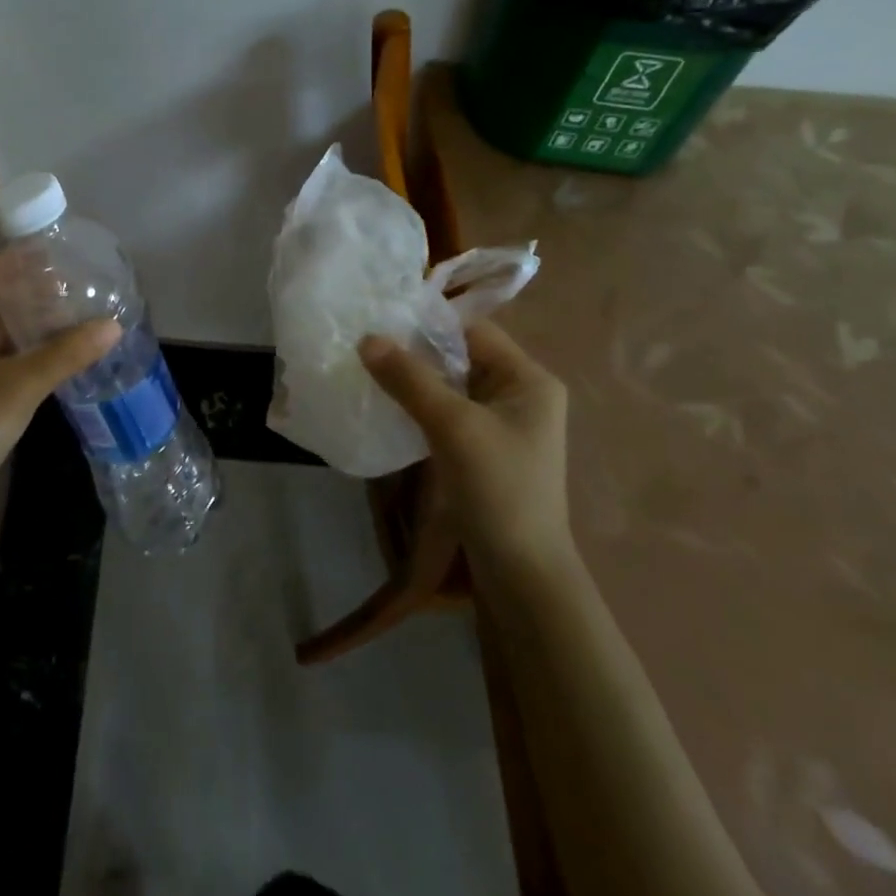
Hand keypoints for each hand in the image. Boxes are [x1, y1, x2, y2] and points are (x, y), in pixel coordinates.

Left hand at [0, 258, 120, 509]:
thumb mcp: (21, 385)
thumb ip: (66, 353)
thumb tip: (113, 325)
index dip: (12, 261)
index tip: (46, 250)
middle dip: (24, 291)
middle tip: (64, 281)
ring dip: (23, 321)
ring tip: (63, 310)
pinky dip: (19, 348)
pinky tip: (47, 350)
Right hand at [359, 320, 573, 575]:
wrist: (521, 575)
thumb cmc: (498, 488)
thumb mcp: (452, 425)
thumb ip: (409, 379)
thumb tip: (366, 338)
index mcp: (528, 379)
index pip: (473, 331)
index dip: (428, 324)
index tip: (381, 321)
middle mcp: (520, 394)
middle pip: (461, 357)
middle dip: (416, 352)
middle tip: (366, 345)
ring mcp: (503, 424)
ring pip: (451, 386)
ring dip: (415, 381)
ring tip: (370, 371)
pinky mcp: (485, 450)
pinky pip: (448, 413)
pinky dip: (420, 407)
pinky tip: (389, 407)